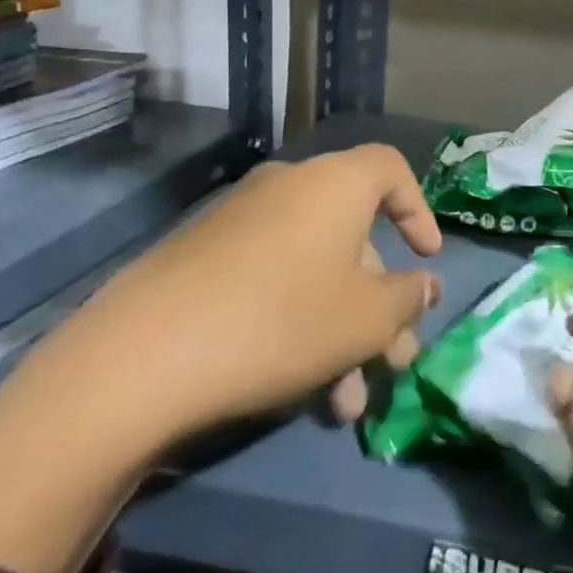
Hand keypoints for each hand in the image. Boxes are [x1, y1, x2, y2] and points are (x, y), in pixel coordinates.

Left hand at [76, 145, 441, 435]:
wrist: (144, 356)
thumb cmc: (282, 321)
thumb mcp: (366, 318)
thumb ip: (407, 298)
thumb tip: (424, 285)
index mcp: (334, 184)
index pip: (391, 169)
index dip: (419, 211)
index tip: (428, 259)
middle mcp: (288, 187)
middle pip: (353, 236)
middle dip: (380, 303)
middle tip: (394, 359)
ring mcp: (240, 221)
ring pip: (314, 269)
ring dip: (341, 330)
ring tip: (347, 402)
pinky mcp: (202, 257)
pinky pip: (272, 280)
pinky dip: (298, 323)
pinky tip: (300, 390)